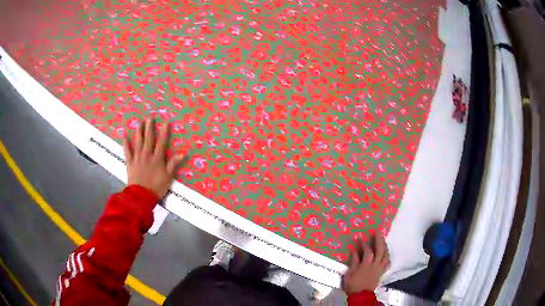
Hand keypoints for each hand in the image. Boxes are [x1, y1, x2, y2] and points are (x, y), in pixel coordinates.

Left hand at [123, 118, 184, 197]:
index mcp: (157, 158)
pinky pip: (127, 151)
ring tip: (139, 122)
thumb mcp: (168, 177)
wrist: (141, 196)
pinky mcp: (130, 163)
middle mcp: (147, 155)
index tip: (166, 122)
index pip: (162, 142)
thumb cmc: (156, 187)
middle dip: (150, 128)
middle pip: (149, 139)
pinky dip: (125, 143)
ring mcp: (137, 158)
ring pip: (138, 142)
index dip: (164, 132)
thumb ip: (173, 164)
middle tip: (150, 118)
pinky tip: (124, 135)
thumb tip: (183, 153)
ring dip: (139, 131)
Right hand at [343, 233, 389, 294]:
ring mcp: (380, 268)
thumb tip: (355, 251)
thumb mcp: (349, 274)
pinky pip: (388, 263)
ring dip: (385, 246)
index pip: (367, 252)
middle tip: (377, 232)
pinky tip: (386, 253)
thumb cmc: (353, 285)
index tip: (361, 238)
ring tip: (383, 240)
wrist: (361, 295)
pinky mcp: (382, 272)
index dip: (364, 244)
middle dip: (379, 240)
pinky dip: (388, 256)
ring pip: (386, 255)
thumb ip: (354, 262)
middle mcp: (375, 265)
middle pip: (380, 251)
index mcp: (366, 265)